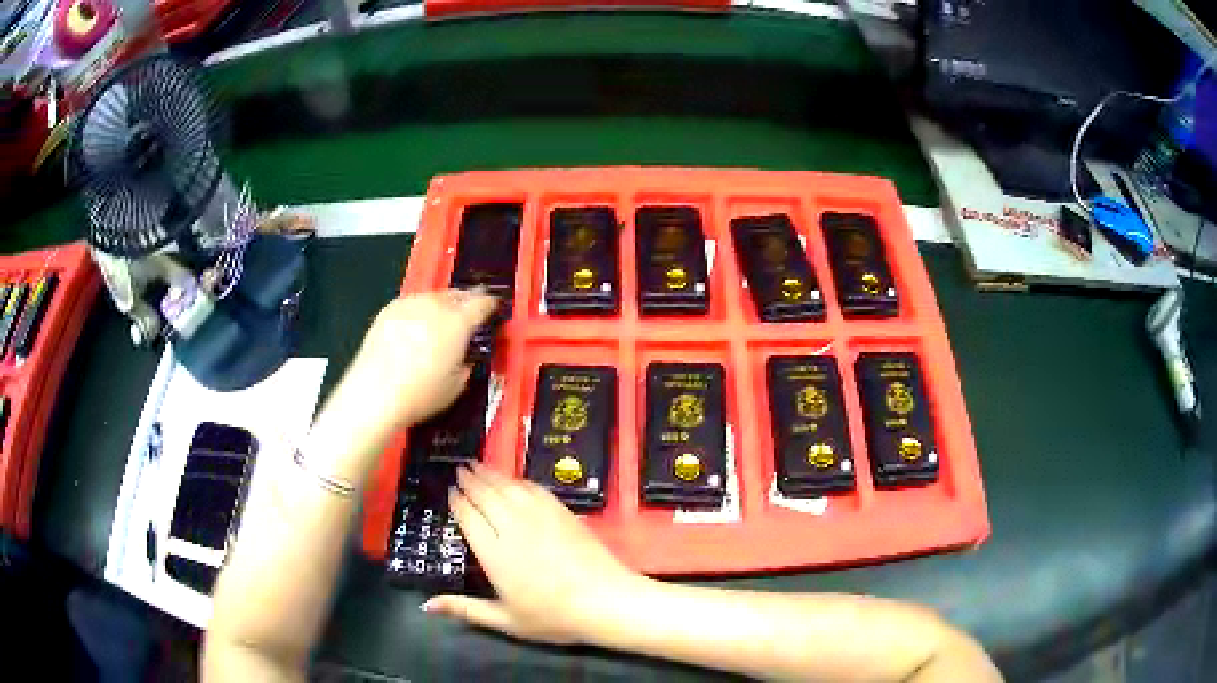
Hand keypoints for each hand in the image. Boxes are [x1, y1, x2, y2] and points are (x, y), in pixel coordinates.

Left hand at [335, 290, 496, 436]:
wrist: (373, 394)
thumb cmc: (420, 395)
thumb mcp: (456, 386)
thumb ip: (465, 363)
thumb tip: (463, 357)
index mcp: (458, 322)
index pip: (482, 303)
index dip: (490, 305)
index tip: (493, 309)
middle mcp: (434, 306)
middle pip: (457, 294)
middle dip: (466, 301)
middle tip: (469, 313)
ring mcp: (408, 305)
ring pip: (432, 297)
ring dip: (441, 305)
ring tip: (441, 320)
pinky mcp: (387, 311)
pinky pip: (411, 304)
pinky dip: (418, 311)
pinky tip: (415, 326)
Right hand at [423, 464, 646, 644]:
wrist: (605, 601)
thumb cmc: (553, 616)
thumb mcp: (506, 620)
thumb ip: (465, 609)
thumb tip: (426, 606)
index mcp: (495, 554)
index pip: (469, 518)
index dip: (457, 501)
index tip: (450, 490)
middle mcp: (513, 527)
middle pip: (486, 495)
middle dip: (471, 480)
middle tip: (460, 468)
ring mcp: (540, 516)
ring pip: (509, 487)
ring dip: (491, 473)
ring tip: (478, 465)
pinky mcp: (563, 511)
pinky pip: (535, 488)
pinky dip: (519, 480)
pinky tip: (514, 479)